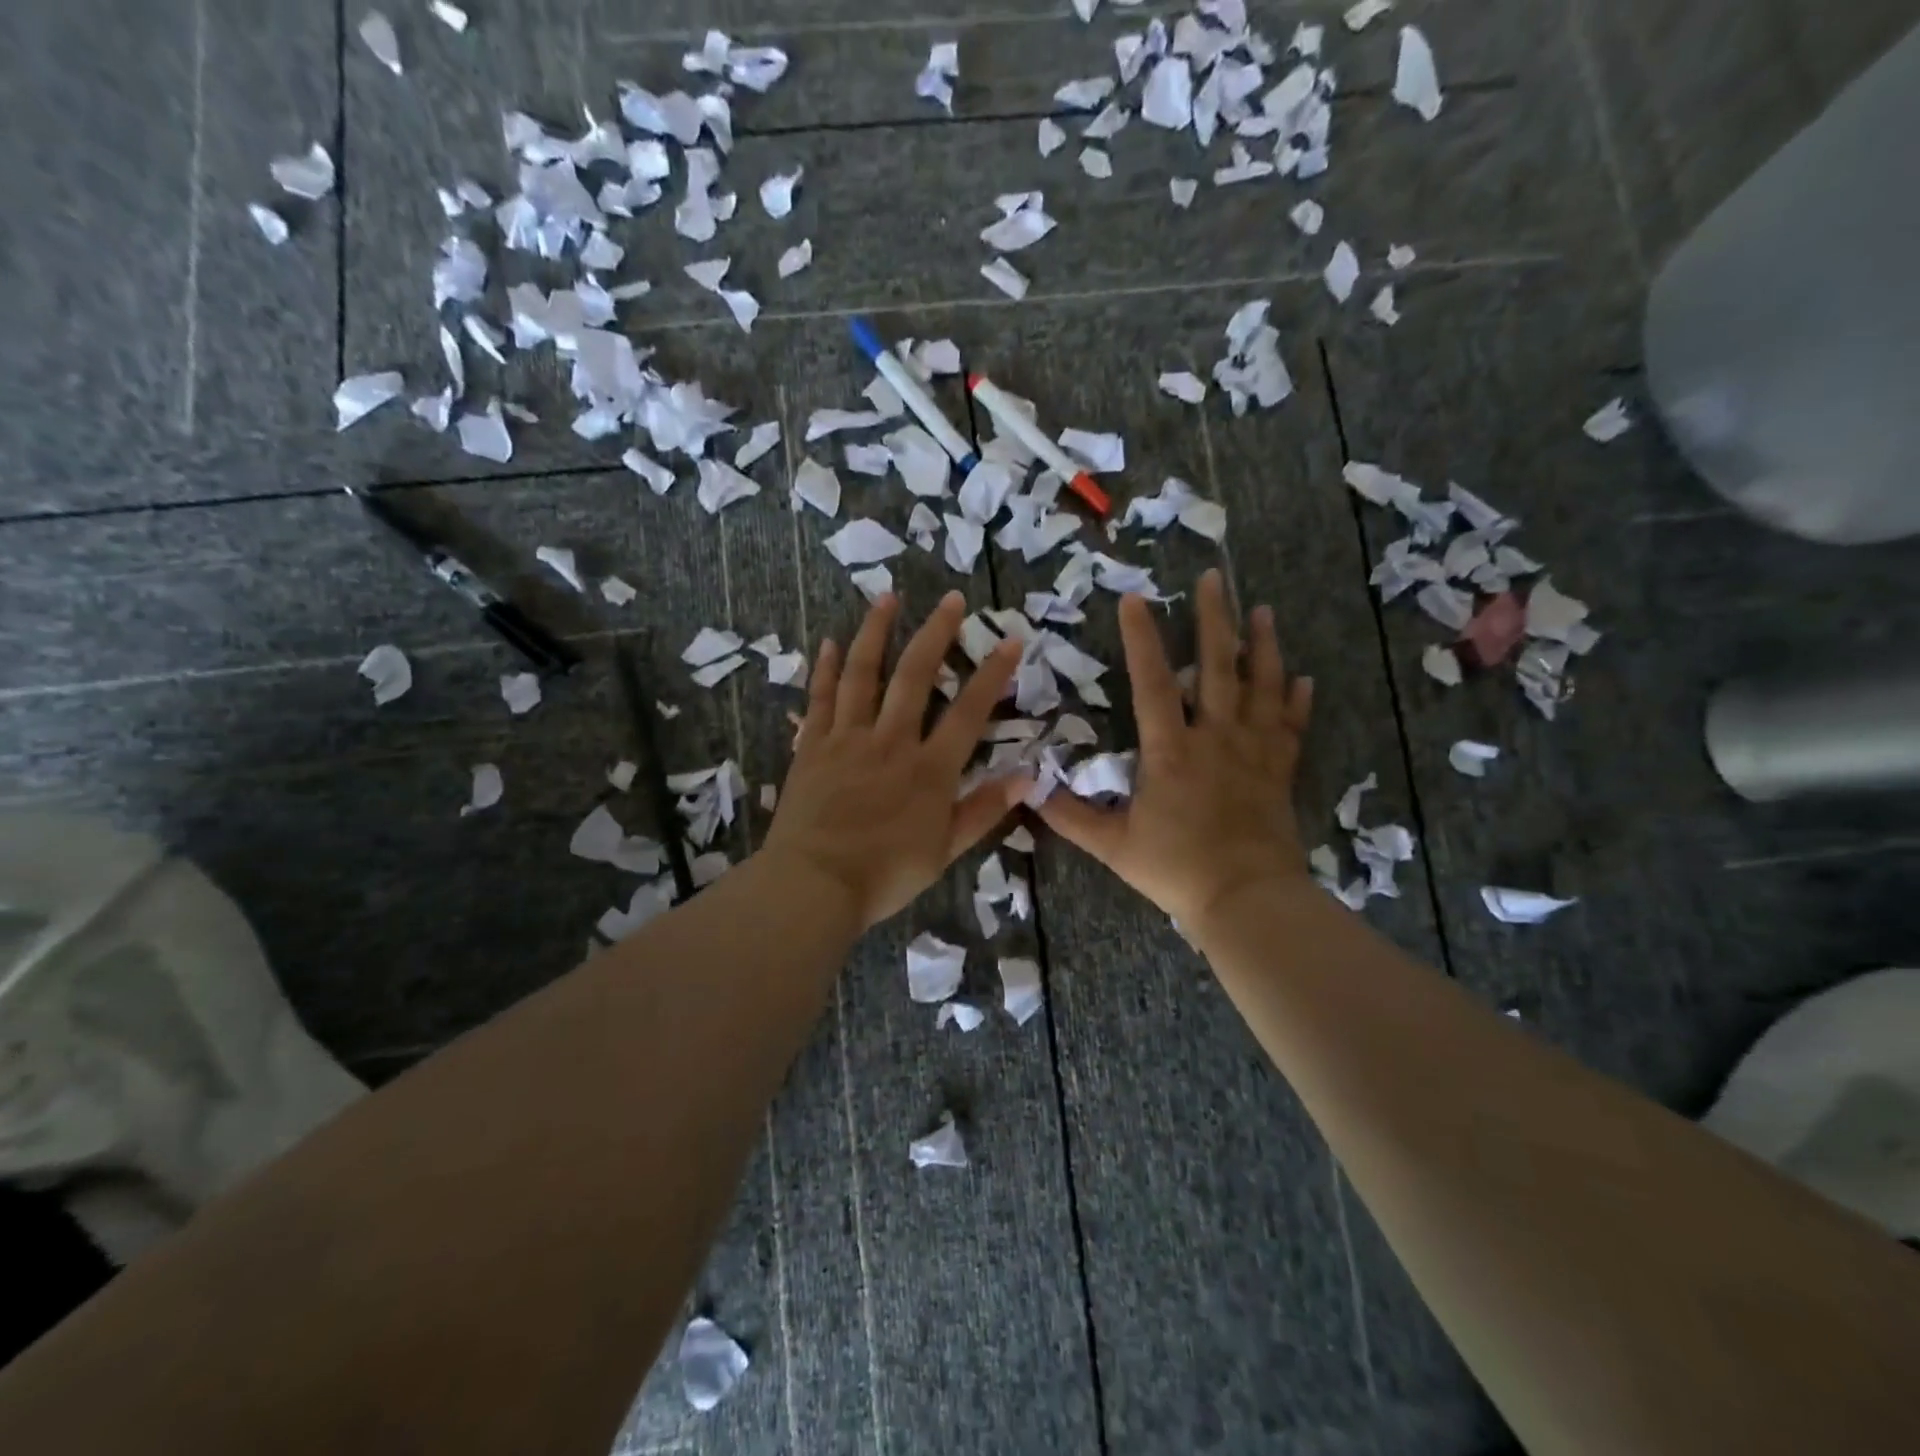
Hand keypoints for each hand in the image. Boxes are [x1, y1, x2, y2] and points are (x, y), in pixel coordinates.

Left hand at [762, 591, 1023, 930]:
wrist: (813, 885)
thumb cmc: (885, 875)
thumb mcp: (945, 851)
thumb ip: (985, 810)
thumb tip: (1028, 778)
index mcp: (929, 769)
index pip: (968, 712)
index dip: (992, 674)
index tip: (1010, 640)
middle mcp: (890, 741)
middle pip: (915, 676)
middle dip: (937, 633)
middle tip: (952, 599)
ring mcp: (847, 739)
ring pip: (863, 674)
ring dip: (876, 632)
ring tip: (888, 598)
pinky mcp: (812, 746)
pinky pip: (820, 698)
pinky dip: (825, 668)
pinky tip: (830, 642)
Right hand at [1038, 569, 1313, 930]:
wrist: (1246, 899)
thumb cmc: (1176, 869)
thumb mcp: (1113, 845)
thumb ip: (1070, 816)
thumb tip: (1027, 790)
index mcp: (1170, 751)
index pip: (1151, 683)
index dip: (1141, 639)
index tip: (1134, 599)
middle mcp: (1215, 738)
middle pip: (1216, 667)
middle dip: (1214, 619)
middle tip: (1215, 578)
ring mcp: (1253, 752)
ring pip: (1261, 687)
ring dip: (1262, 646)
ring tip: (1264, 611)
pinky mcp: (1279, 771)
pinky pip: (1290, 726)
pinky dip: (1295, 700)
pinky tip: (1301, 678)